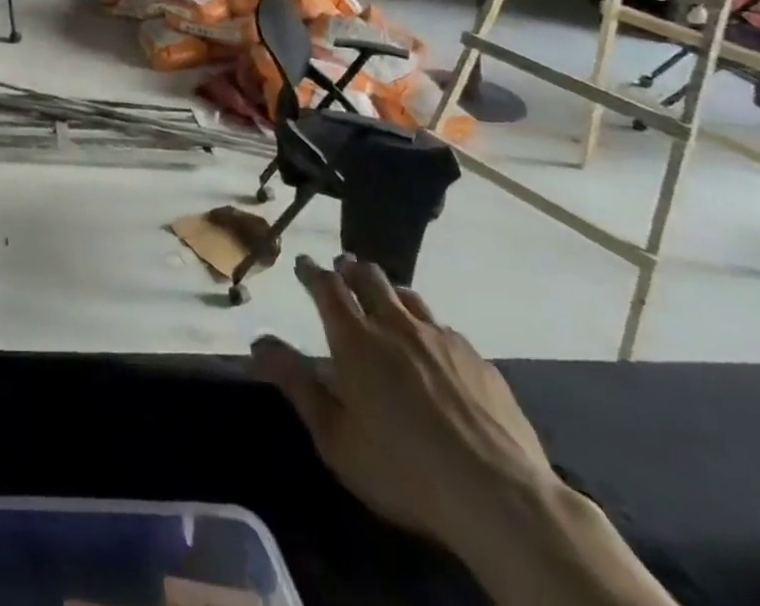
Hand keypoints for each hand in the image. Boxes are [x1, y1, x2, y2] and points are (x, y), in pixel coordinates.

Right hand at [250, 254, 556, 558]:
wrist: (500, 497)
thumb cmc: (403, 470)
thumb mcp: (335, 438)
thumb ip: (296, 385)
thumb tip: (259, 343)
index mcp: (355, 339)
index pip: (326, 287)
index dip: (312, 271)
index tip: (303, 263)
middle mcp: (396, 325)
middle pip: (369, 278)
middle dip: (351, 269)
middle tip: (342, 268)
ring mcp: (441, 339)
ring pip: (408, 297)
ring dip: (389, 291)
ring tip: (384, 297)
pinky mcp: (479, 360)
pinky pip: (444, 328)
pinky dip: (427, 326)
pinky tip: (433, 345)